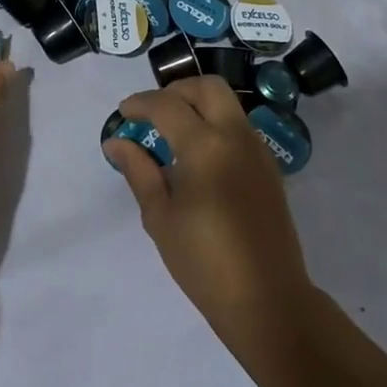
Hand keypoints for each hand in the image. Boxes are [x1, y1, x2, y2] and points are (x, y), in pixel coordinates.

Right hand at [104, 77, 314, 349]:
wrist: (268, 300)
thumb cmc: (205, 263)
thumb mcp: (160, 217)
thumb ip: (139, 171)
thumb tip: (116, 141)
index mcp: (205, 147)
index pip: (167, 105)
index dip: (140, 103)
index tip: (123, 114)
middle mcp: (235, 137)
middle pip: (208, 86)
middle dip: (176, 90)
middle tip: (153, 112)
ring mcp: (257, 150)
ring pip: (227, 103)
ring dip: (198, 104)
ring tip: (173, 132)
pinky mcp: (269, 167)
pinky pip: (239, 126)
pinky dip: (215, 123)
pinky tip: (198, 154)